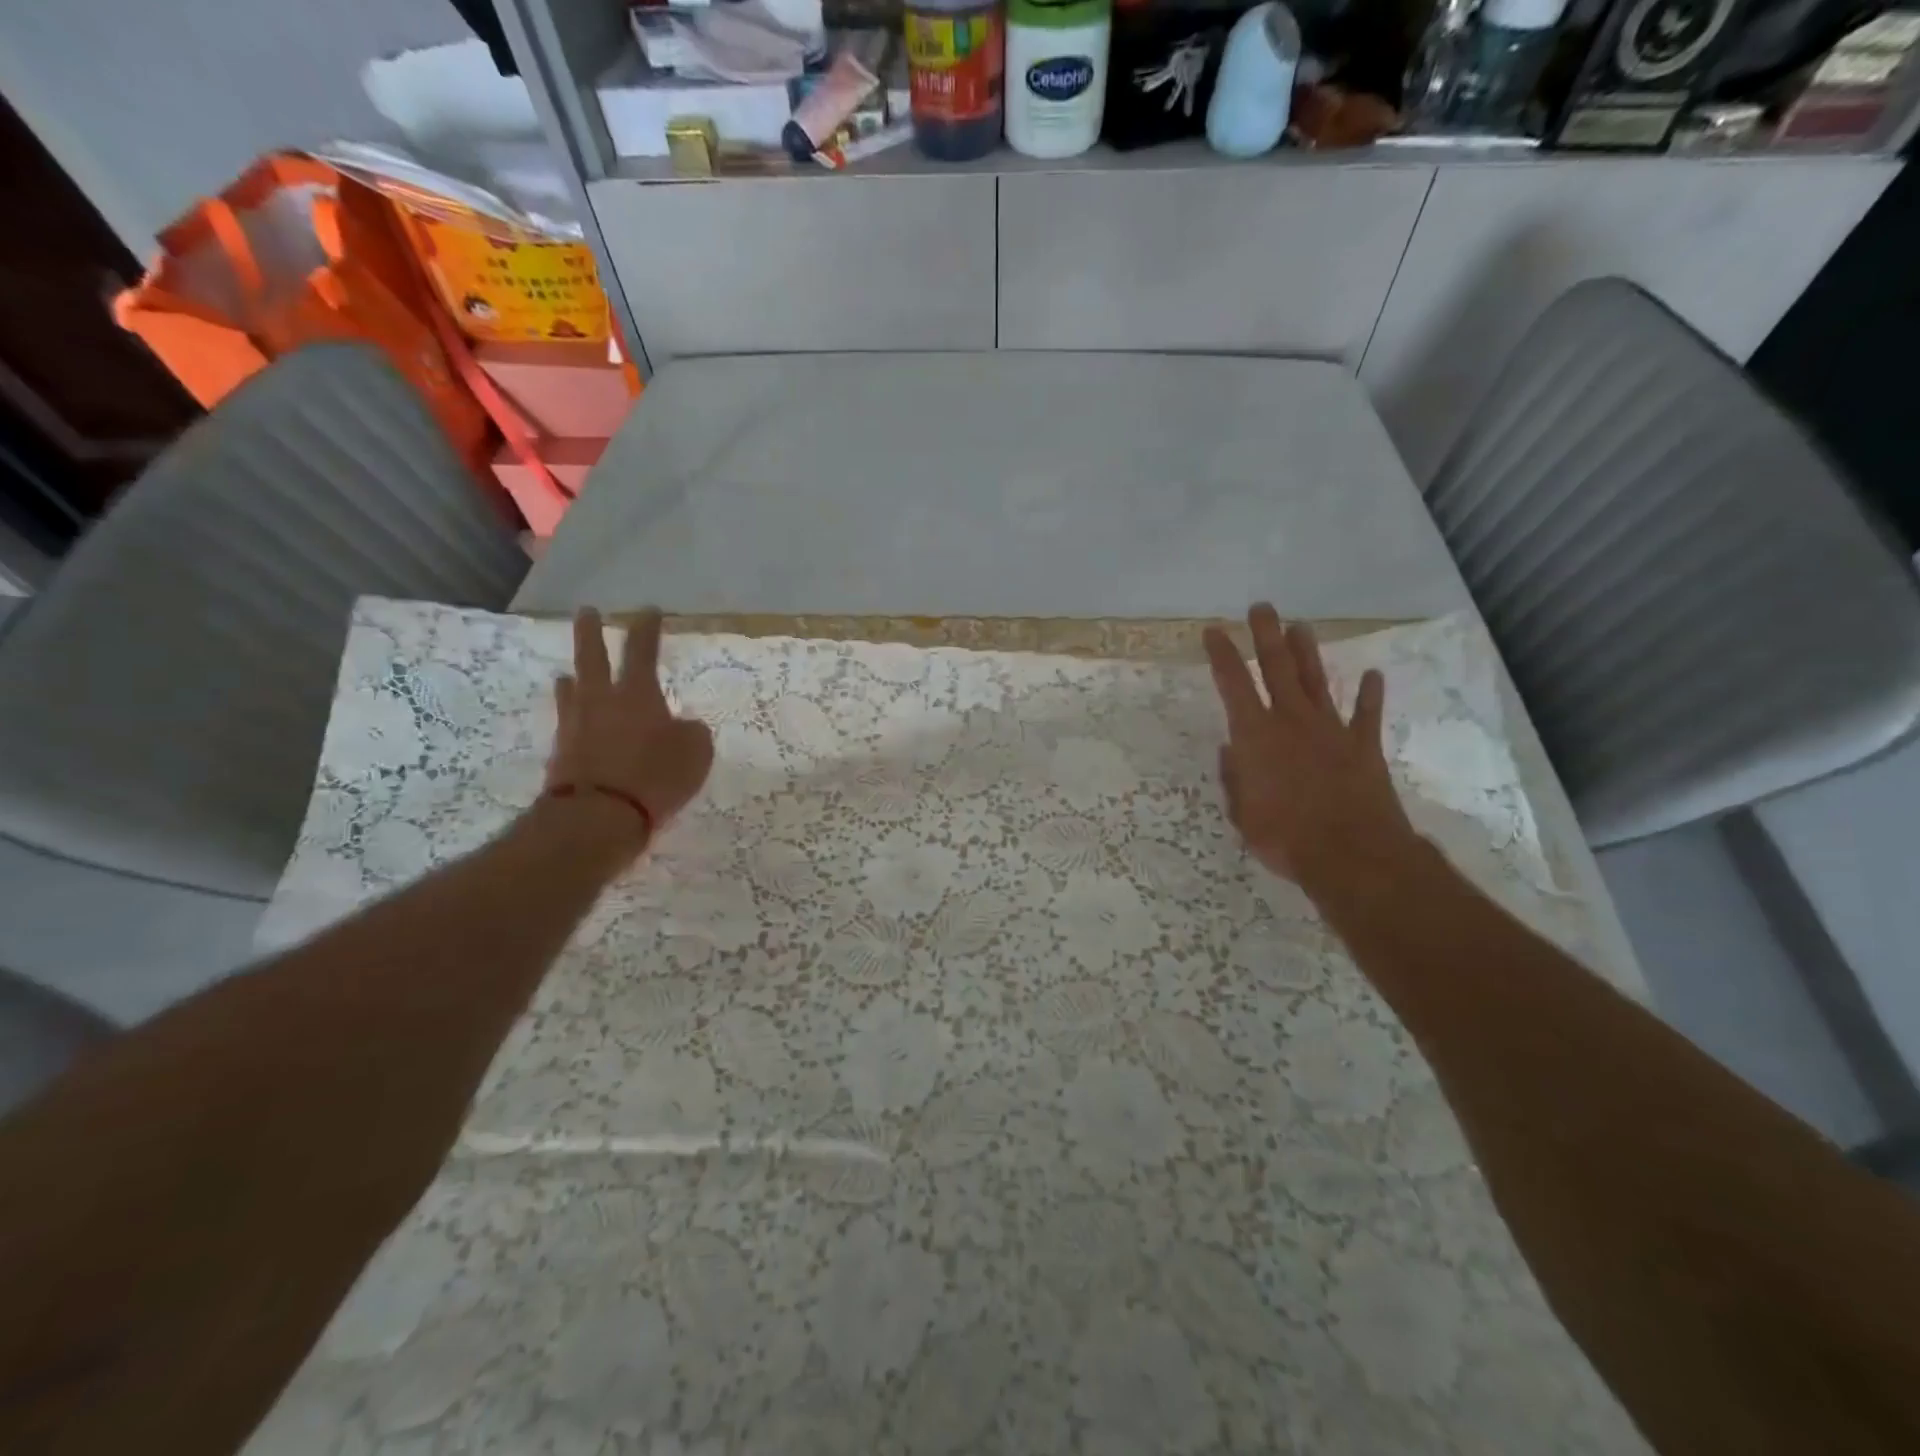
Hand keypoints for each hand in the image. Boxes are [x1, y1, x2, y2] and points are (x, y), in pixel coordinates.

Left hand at [545, 608, 713, 844]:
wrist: (597, 816)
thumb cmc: (654, 777)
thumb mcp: (695, 753)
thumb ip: (692, 733)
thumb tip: (684, 726)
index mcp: (637, 693)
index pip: (642, 650)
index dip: (647, 629)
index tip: (649, 611)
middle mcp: (601, 700)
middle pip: (592, 657)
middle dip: (591, 632)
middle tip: (587, 612)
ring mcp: (576, 726)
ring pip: (572, 691)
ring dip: (574, 678)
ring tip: (570, 674)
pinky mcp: (562, 753)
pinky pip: (569, 724)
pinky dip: (574, 716)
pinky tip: (576, 721)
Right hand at [1203, 603, 1415, 897]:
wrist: (1351, 854)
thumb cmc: (1284, 837)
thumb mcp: (1242, 813)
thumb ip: (1235, 778)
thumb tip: (1234, 751)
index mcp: (1256, 736)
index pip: (1233, 684)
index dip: (1222, 654)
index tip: (1213, 630)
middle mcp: (1292, 721)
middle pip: (1277, 667)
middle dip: (1266, 635)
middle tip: (1261, 607)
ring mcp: (1331, 730)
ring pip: (1316, 680)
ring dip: (1308, 652)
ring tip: (1301, 626)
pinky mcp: (1363, 746)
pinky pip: (1366, 714)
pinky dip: (1369, 694)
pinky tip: (1372, 675)